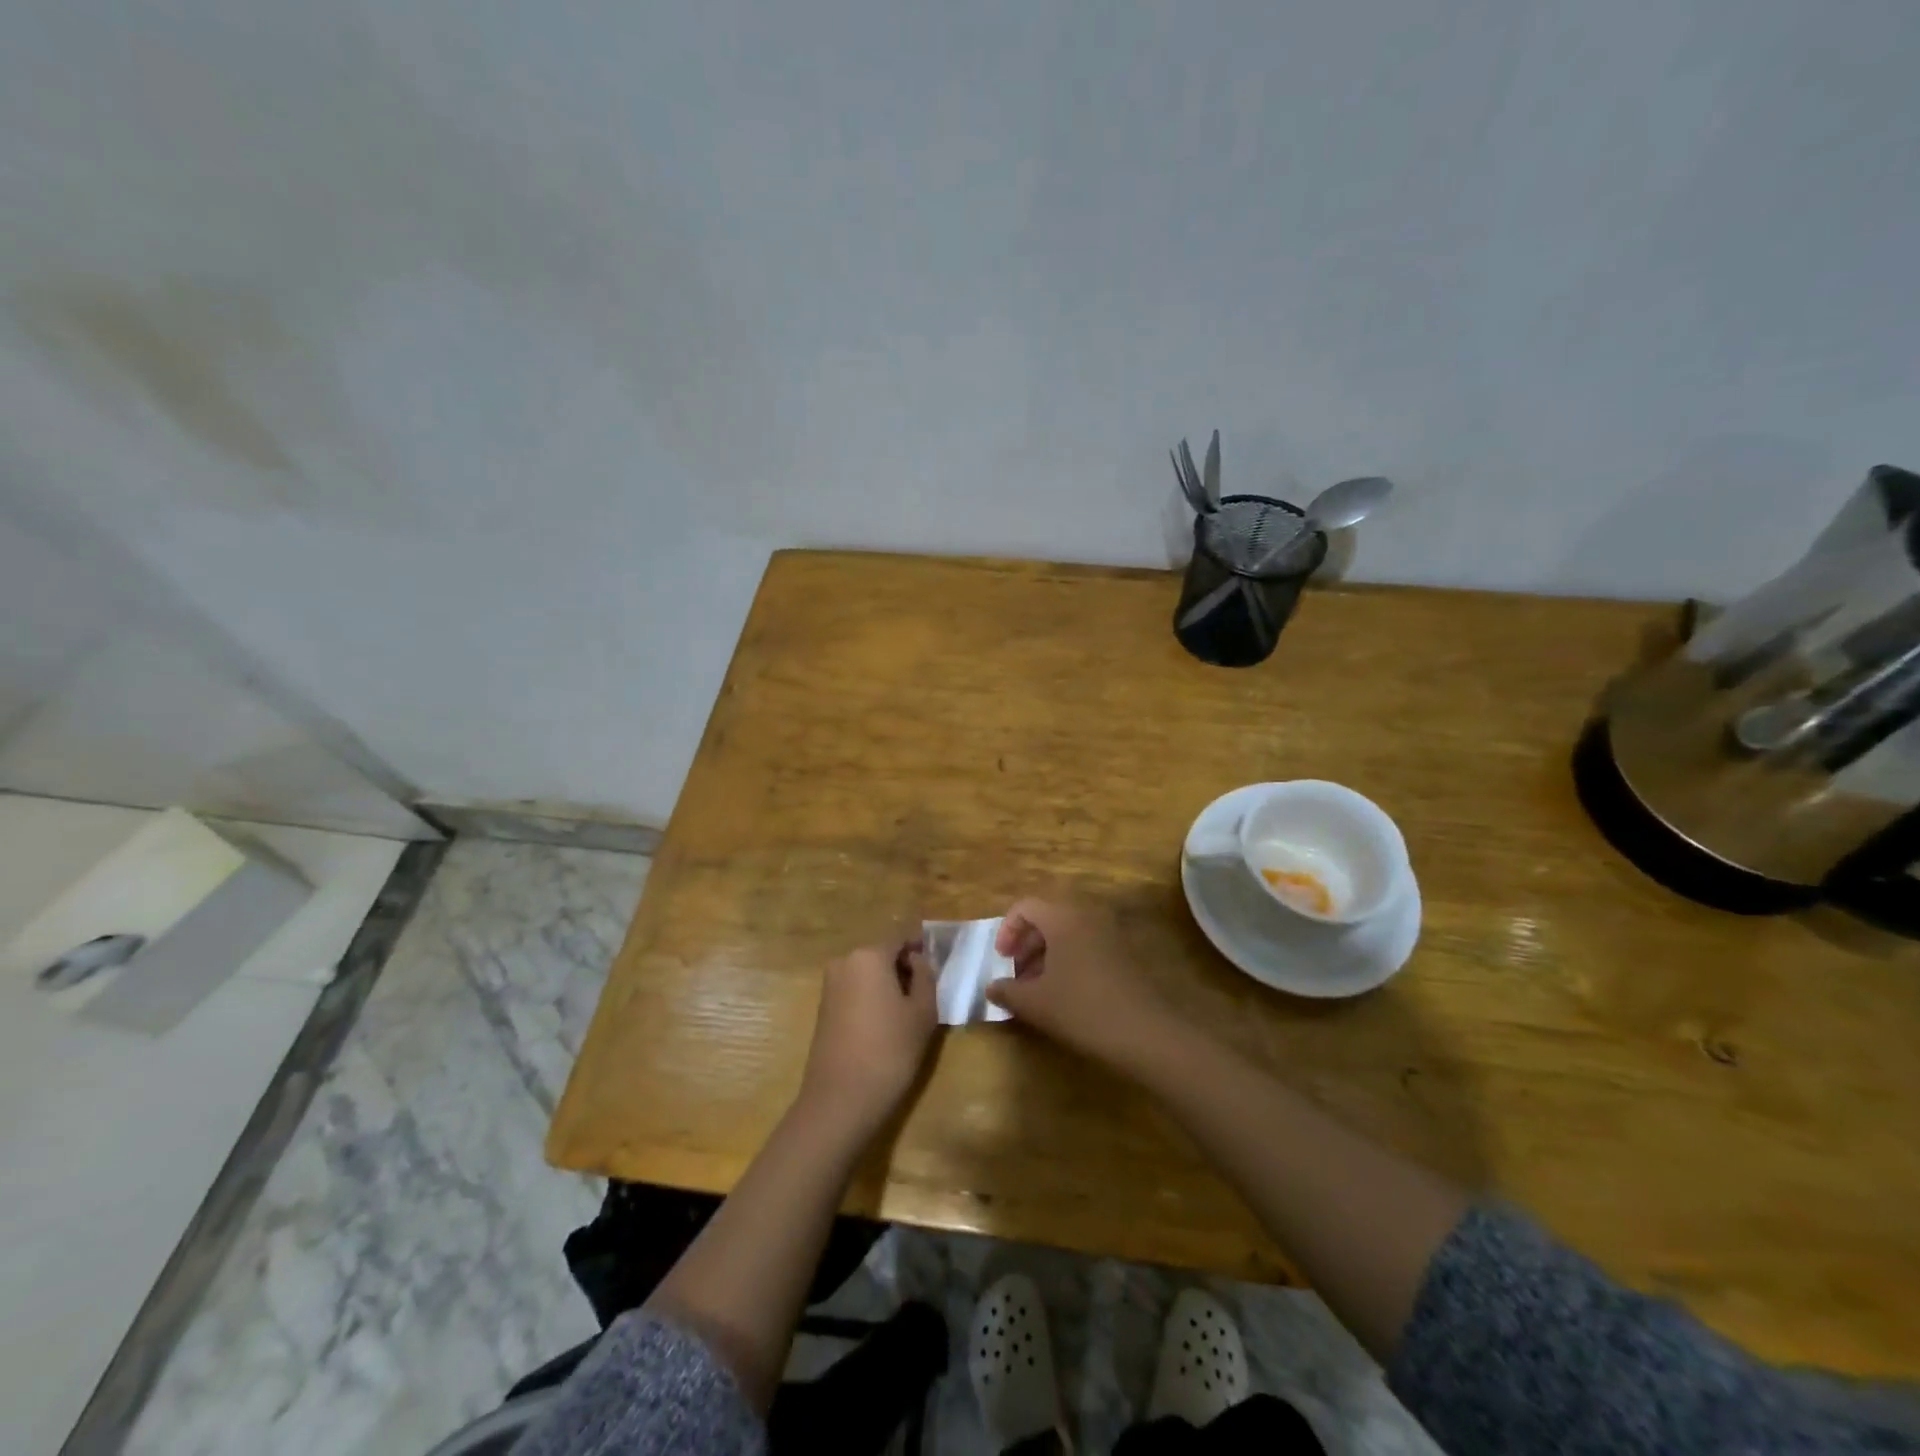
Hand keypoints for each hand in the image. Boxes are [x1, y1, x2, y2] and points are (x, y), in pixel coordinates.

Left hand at [796, 942, 938, 1135]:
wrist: (840, 1100)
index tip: (939, 964)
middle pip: (882, 953)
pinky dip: (872, 997)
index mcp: (869, 955)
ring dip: (888, 983)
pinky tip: (886, 1023)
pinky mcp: (823, 1008)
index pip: (901, 937)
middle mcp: (845, 961)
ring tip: (909, 1010)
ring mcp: (830, 985)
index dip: (922, 946)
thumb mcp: (922, 1012)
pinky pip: (855, 990)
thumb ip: (925, 977)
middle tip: (927, 991)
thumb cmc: (889, 1050)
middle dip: (904, 966)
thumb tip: (918, 960)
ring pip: (868, 972)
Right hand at [987, 899, 1176, 1070]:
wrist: (1145, 1033)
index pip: (1026, 906)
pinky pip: (1086, 945)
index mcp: (1063, 917)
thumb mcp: (1035, 1003)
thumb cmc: (1082, 1009)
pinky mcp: (1124, 953)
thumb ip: (1007, 991)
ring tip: (1036, 988)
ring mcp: (1110, 933)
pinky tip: (1063, 994)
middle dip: (1026, 943)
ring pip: (1067, 932)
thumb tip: (991, 987)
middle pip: (1047, 917)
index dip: (1007, 930)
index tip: (1002, 960)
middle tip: (1015, 974)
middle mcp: (1087, 915)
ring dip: (1046, 954)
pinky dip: (1068, 960)